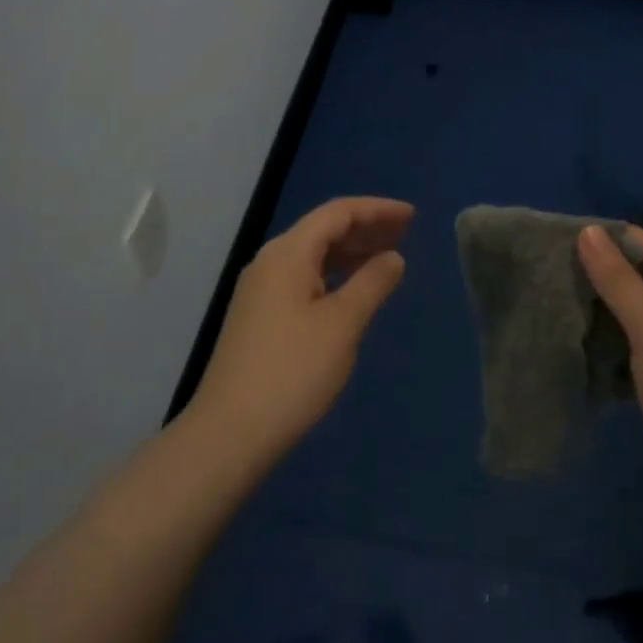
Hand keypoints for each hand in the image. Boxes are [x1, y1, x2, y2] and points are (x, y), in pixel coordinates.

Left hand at [187, 197, 413, 460]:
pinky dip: (333, 275)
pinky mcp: (259, 316)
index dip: (377, 209)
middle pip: (323, 230)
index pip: (337, 213)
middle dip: (366, 227)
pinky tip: (353, 290)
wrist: (229, 433)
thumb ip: (372, 283)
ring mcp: (260, 290)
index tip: (412, 215)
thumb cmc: (292, 372)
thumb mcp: (342, 325)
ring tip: (387, 257)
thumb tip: (393, 257)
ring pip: (312, 256)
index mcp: (287, 253)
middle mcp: (270, 262)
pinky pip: (303, 278)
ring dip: (350, 252)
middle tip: (406, 233)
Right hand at [577, 225, 642, 520]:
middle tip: (543, 279)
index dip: (595, 239)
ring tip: (552, 307)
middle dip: (592, 276)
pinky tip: (579, 345)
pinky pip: (636, 342)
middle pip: (634, 274)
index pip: (636, 241)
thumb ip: (618, 279)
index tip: (548, 247)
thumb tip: (588, 230)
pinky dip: (611, 341)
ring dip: (599, 310)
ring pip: (632, 310)